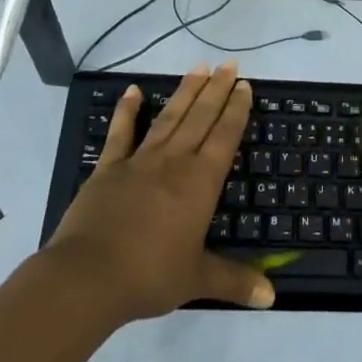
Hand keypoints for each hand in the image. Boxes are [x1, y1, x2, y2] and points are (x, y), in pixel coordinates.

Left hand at [48, 63, 274, 321]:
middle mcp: (174, 162)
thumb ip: (235, 281)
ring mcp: (139, 161)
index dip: (236, 110)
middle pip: (200, 118)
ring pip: (169, 118)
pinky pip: (121, 134)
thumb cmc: (149, 276)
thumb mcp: (197, 279)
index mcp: (199, 182)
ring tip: (199, 67)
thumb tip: (273, 297)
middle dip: (217, 90)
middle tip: (229, 64)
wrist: (88, 278)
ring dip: (185, 92)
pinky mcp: (109, 169)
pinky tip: (133, 91)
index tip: (244, 86)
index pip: (224, 137)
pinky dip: (127, 111)